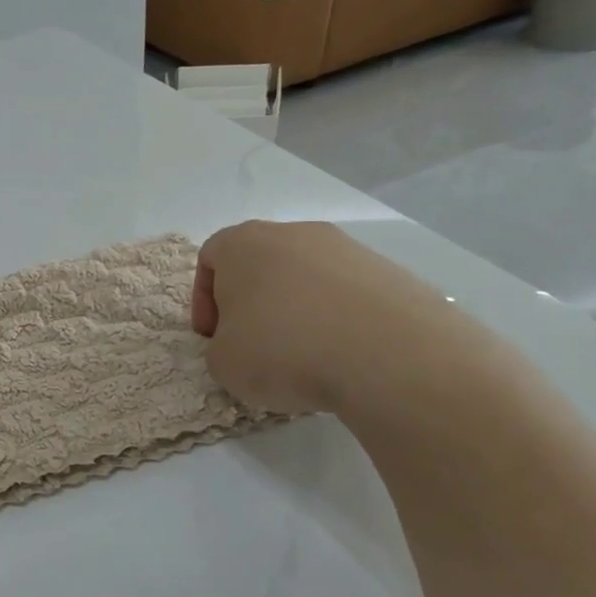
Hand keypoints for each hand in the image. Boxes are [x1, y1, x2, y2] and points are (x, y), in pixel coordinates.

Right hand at [192, 220, 480, 414]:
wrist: (391, 357)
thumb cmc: (283, 350)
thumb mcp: (222, 362)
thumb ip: (221, 346)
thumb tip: (246, 343)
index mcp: (243, 244)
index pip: (210, 258)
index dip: (204, 301)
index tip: (213, 336)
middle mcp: (294, 234)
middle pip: (259, 263)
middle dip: (251, 303)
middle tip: (253, 343)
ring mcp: (347, 249)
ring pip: (305, 277)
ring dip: (295, 311)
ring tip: (303, 355)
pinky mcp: (390, 273)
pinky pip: (346, 294)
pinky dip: (336, 319)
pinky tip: (341, 354)